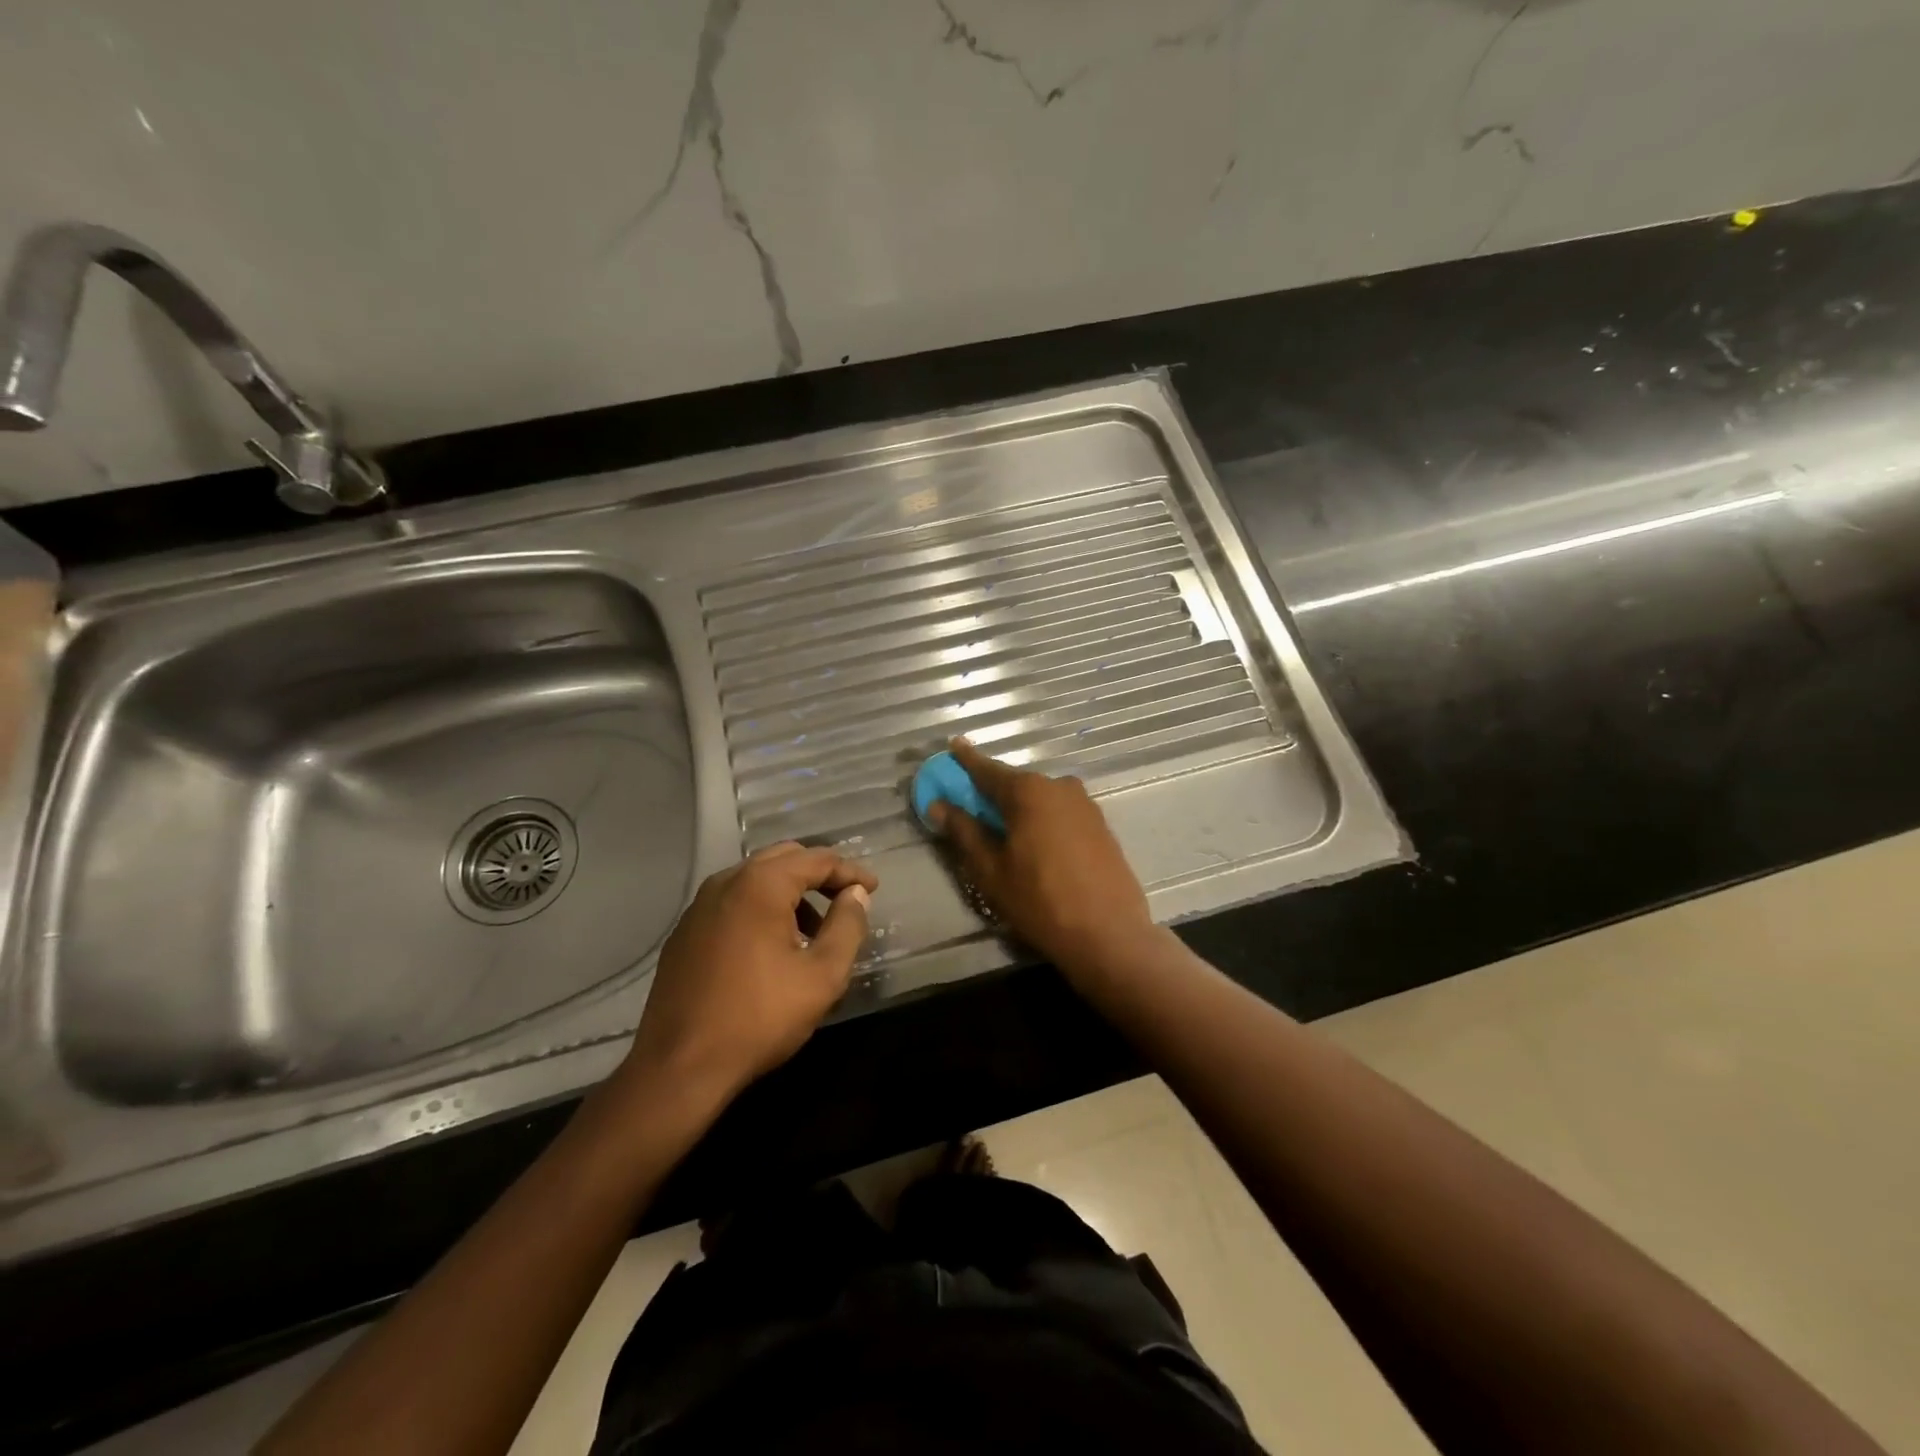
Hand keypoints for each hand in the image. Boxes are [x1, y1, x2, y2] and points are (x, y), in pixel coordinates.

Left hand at [624, 842, 877, 1098]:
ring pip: (755, 879)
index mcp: (761, 885)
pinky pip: (733, 902)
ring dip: (789, 891)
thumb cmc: (759, 1018)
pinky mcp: (685, 932)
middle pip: (783, 858)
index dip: (849, 871)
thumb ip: (847, 927)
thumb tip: (855, 894)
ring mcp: (699, 906)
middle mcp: (726, 882)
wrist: (679, 1067)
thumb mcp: (822, 976)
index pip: (816, 859)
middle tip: (846, 899)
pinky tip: (772, 946)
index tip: (872, 889)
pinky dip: (761, 907)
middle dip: (819, 874)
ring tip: (813, 929)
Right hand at [931, 738, 1153, 975]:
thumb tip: (939, 805)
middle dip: (992, 792)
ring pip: (1040, 799)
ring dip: (1019, 808)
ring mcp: (1085, 804)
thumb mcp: (991, 871)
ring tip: (1003, 833)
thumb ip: (964, 832)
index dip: (966, 760)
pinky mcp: (1100, 824)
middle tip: (971, 806)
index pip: (987, 770)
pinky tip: (1036, 845)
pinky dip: (1042, 819)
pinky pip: (1060, 812)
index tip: (953, 746)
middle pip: (1015, 784)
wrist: (1109, 933)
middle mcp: (1059, 786)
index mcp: (1028, 791)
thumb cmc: (1040, 901)